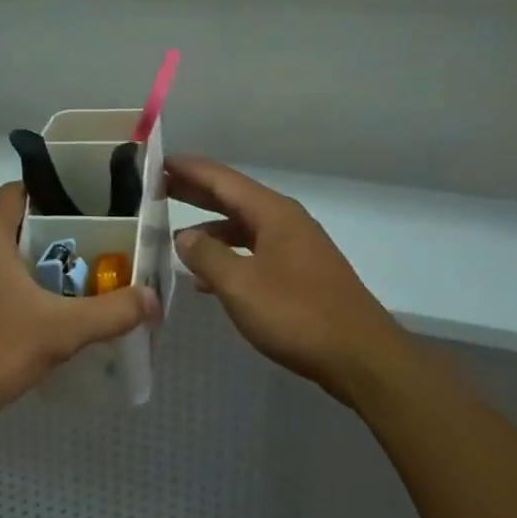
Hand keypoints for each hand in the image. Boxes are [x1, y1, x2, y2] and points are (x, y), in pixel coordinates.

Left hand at [0, 182, 160, 446]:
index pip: (20, 191)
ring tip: (55, 292)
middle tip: (83, 261)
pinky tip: (13, 322)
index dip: (54, 197)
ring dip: (16, 268)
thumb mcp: (58, 332)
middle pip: (6, 225)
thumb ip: (110, 312)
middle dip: (43, 240)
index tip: (87, 217)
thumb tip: (154, 298)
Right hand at [168, 155, 407, 404]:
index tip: (156, 160)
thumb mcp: (240, 285)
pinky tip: (208, 278)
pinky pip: (255, 252)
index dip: (188, 168)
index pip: (222, 178)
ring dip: (211, 229)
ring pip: (244, 227)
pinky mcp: (300, 274)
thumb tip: (183, 236)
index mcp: (272, 212)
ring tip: (175, 237)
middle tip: (156, 187)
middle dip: (196, 192)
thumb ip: (208, 256)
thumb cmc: (297, 314)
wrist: (360, 356)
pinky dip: (229, 256)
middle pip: (233, 197)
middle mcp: (285, 221)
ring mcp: (296, 247)